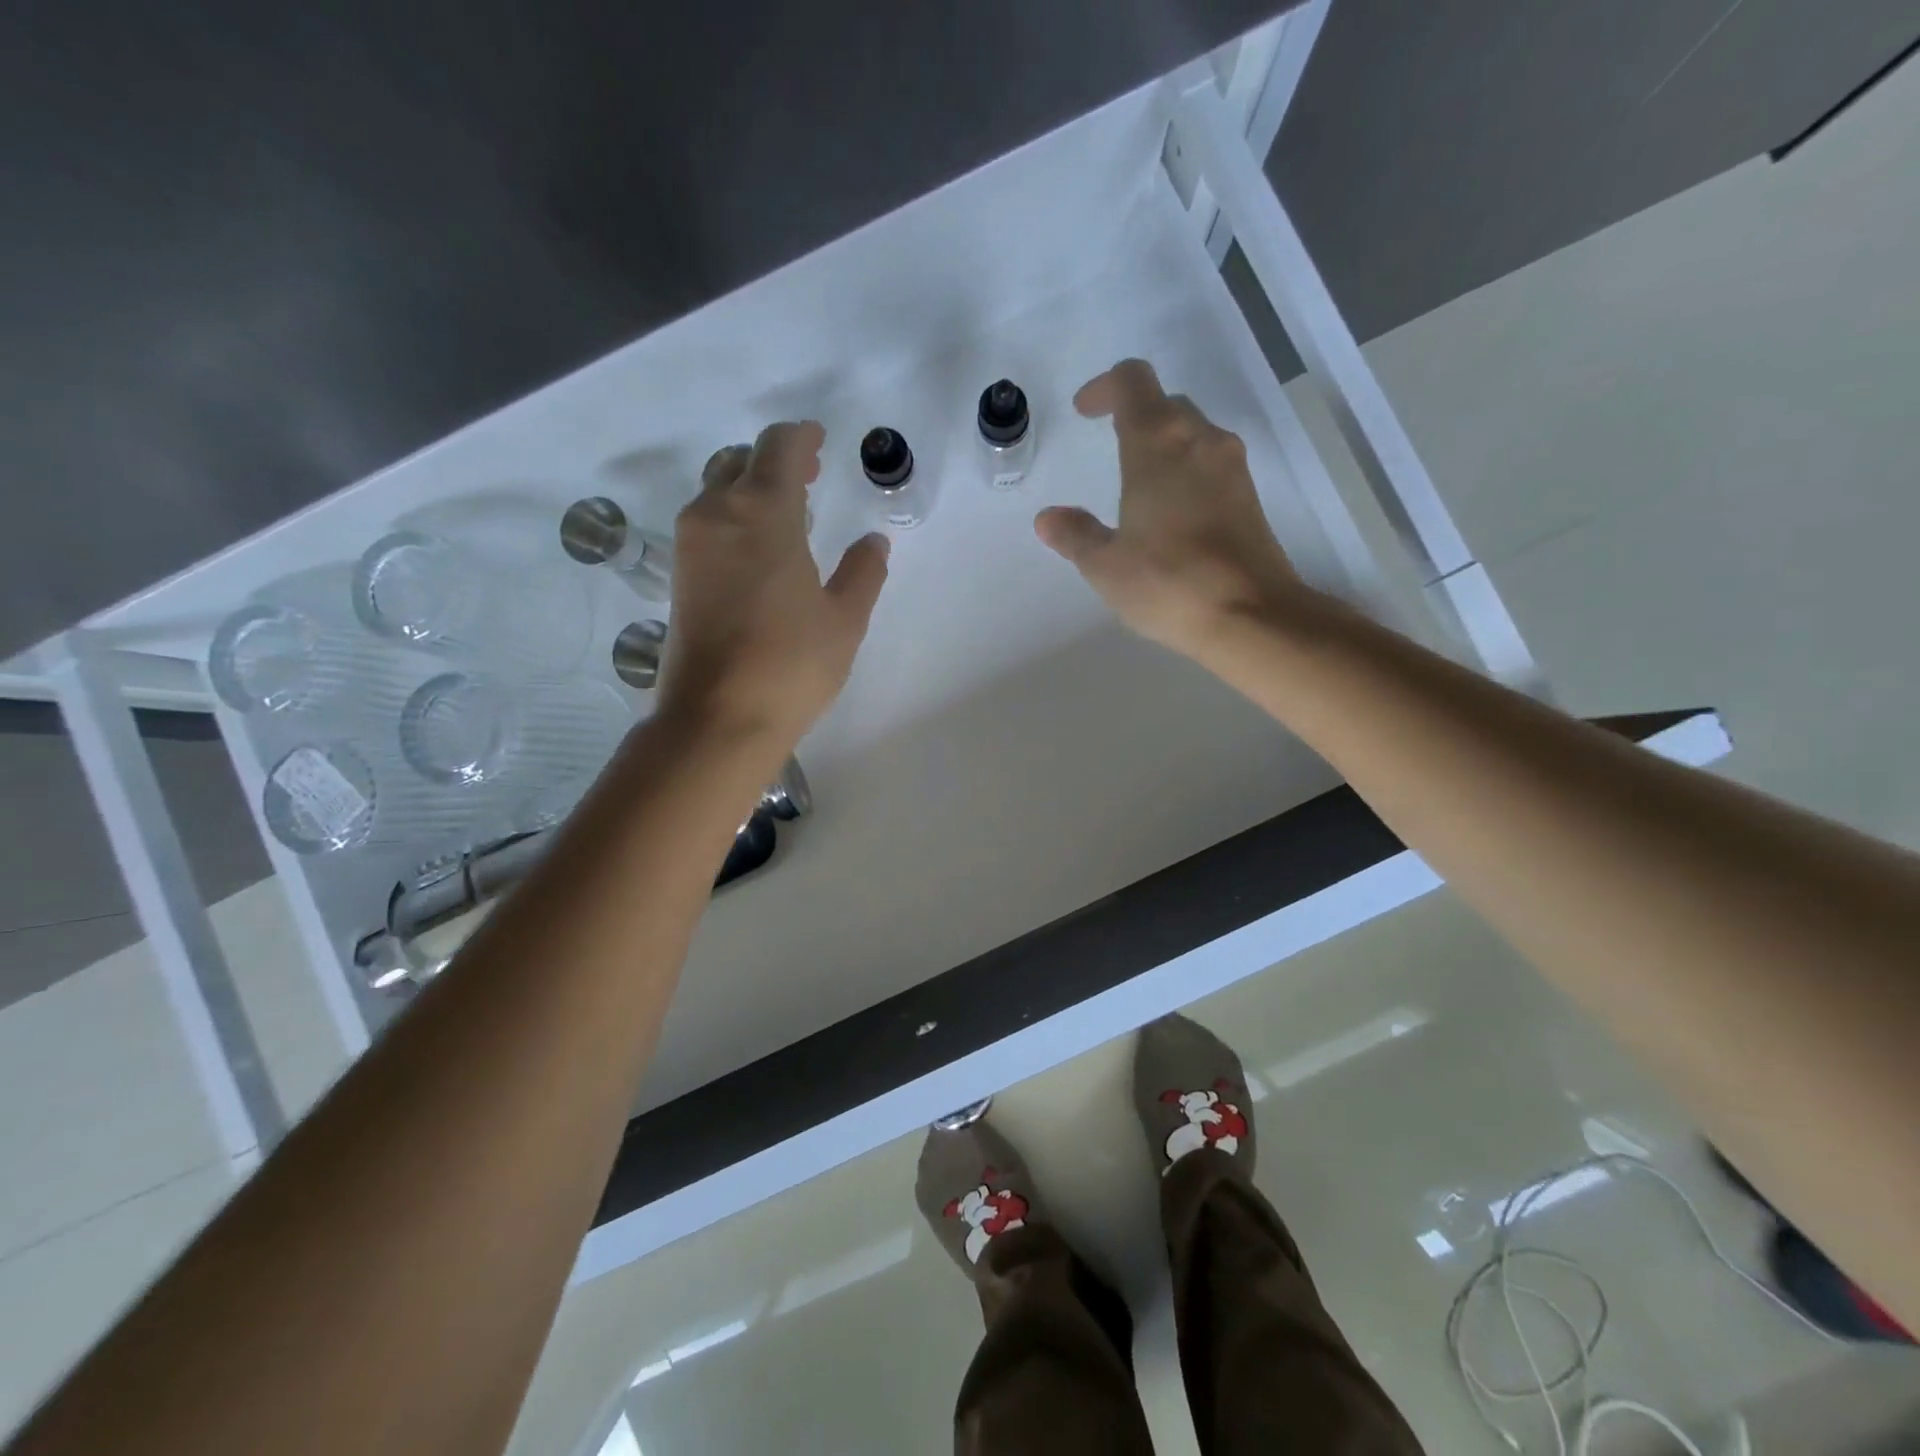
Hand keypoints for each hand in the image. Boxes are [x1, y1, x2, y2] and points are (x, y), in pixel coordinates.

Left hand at [658, 422, 889, 748]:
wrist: (718, 718)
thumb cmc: (791, 664)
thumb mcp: (844, 619)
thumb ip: (863, 572)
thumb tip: (873, 542)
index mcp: (763, 512)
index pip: (778, 448)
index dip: (801, 436)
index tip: (819, 439)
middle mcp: (718, 514)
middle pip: (741, 461)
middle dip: (775, 459)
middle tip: (809, 475)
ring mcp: (691, 544)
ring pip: (718, 489)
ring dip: (750, 486)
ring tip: (786, 512)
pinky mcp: (680, 575)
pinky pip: (707, 522)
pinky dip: (733, 515)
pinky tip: (759, 546)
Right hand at [1036, 359, 1303, 660]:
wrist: (1250, 616)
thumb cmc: (1168, 583)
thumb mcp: (1106, 565)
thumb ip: (1075, 535)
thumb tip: (1048, 519)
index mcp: (1157, 444)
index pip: (1132, 382)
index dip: (1104, 388)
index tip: (1084, 412)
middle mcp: (1200, 441)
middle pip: (1165, 404)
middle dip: (1134, 414)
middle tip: (1108, 441)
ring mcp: (1232, 467)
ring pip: (1192, 433)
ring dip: (1163, 443)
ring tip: (1138, 481)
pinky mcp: (1250, 496)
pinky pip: (1210, 464)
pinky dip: (1185, 470)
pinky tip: (1170, 512)